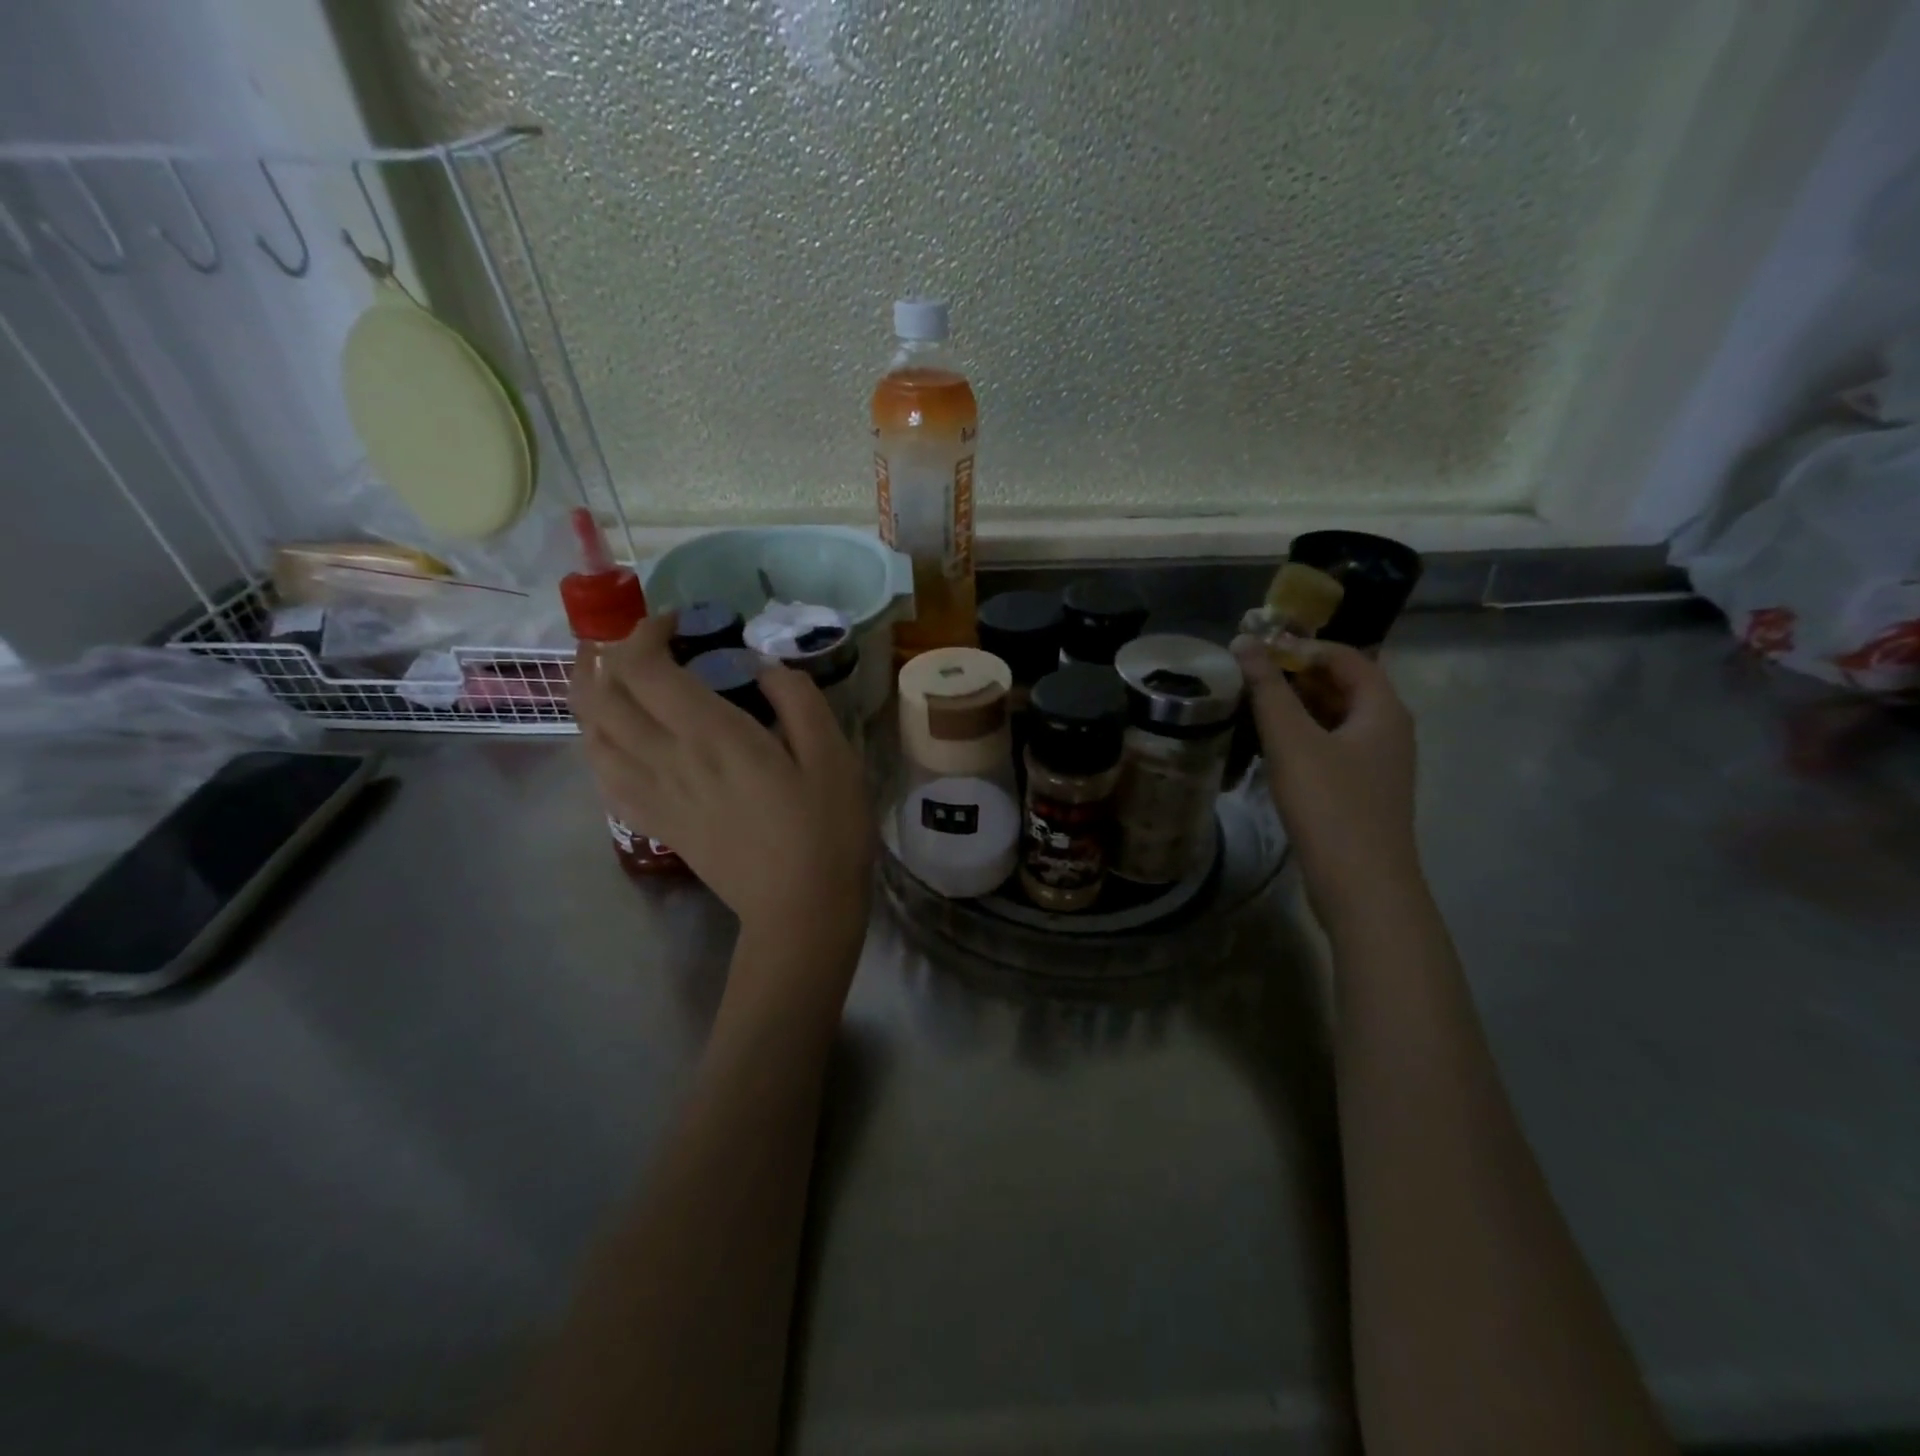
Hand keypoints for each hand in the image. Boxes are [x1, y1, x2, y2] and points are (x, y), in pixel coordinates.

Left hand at [571, 615, 873, 956]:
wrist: (801, 908)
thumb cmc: (826, 828)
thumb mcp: (832, 754)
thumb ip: (797, 697)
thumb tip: (762, 664)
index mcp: (712, 736)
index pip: (642, 668)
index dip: (644, 631)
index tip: (677, 621)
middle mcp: (668, 760)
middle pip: (601, 695)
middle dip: (602, 653)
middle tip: (631, 637)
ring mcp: (654, 795)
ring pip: (590, 735)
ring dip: (588, 694)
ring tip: (606, 673)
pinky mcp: (655, 822)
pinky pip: (601, 776)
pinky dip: (594, 743)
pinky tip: (611, 735)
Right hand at [1231, 635, 1420, 933]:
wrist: (1362, 887)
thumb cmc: (1330, 806)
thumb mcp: (1292, 742)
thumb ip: (1268, 690)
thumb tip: (1244, 641)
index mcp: (1383, 709)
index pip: (1345, 655)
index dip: (1301, 646)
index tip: (1256, 649)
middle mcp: (1388, 729)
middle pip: (1342, 685)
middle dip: (1295, 675)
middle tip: (1247, 676)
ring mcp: (1377, 763)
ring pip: (1334, 718)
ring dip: (1296, 707)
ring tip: (1249, 706)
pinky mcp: (1361, 790)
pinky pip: (1331, 746)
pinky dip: (1301, 737)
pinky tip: (1268, 747)